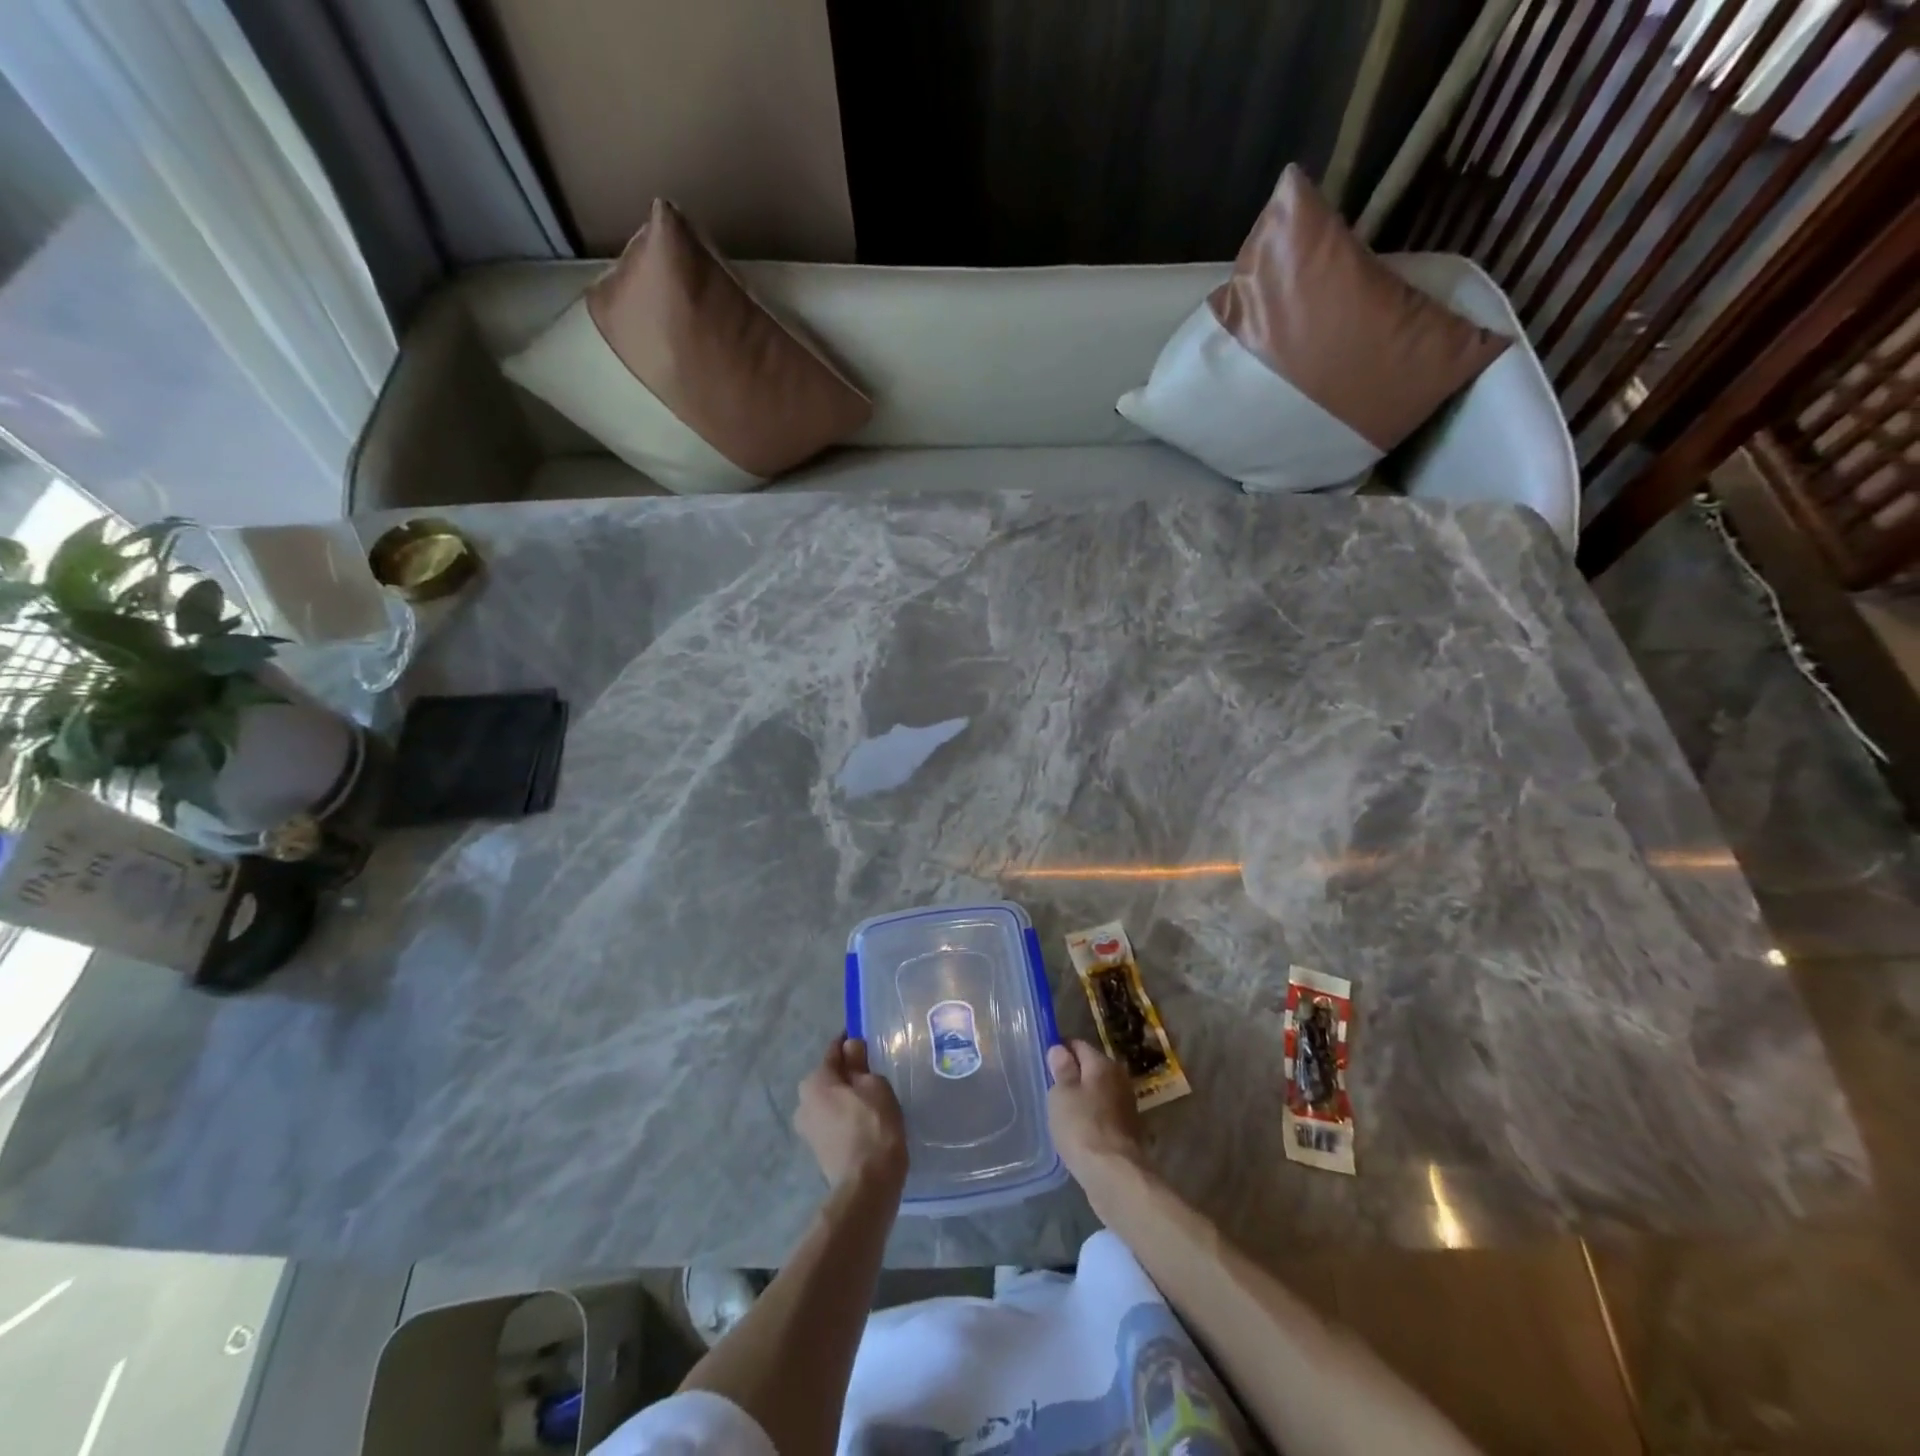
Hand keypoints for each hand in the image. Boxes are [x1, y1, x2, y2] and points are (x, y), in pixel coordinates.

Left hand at [795, 1036, 907, 1191]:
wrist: (867, 1184)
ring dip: (846, 1097)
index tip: (867, 1042)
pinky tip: (866, 1122)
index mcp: (814, 1081)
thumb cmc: (873, 1125)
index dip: (851, 1044)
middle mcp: (803, 1102)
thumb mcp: (873, 1084)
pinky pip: (833, 1121)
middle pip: (829, 1077)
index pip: (834, 1051)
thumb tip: (850, 1045)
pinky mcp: (818, 1149)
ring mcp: (807, 1129)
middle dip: (848, 1073)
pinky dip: (846, 1117)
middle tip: (874, 1073)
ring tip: (873, 1099)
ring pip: (830, 1100)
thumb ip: (859, 1062)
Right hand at [1046, 1040, 1145, 1184]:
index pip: (1078, 1045)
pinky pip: (1103, 1114)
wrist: (1115, 1175)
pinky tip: (1078, 1131)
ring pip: (1097, 1092)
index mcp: (1103, 1064)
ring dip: (1082, 1098)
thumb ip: (1061, 1069)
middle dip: (1072, 1075)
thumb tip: (1060, 1049)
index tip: (1044, 1062)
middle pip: (1090, 1068)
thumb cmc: (1082, 1126)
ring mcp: (1126, 1105)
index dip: (1060, 1050)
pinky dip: (1091, 1118)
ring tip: (1061, 1111)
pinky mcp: (1127, 1130)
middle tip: (1050, 1089)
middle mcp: (1119, 1078)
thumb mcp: (1062, 1094)